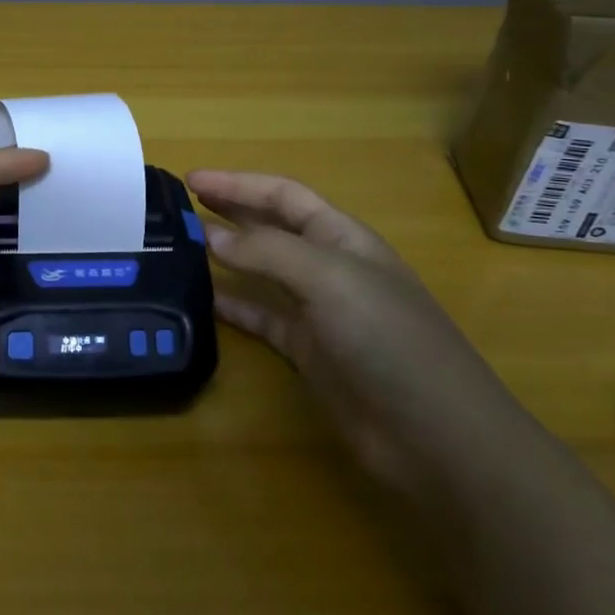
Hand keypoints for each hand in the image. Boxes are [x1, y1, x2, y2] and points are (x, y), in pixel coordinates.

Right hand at [189, 170, 532, 495]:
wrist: (435, 435)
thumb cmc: (387, 339)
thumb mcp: (328, 279)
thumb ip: (267, 252)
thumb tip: (211, 236)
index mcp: (342, 237)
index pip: (282, 195)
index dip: (238, 184)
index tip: (191, 179)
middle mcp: (329, 267)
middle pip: (271, 228)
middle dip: (230, 212)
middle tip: (179, 208)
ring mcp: (319, 311)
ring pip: (262, 272)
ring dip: (226, 257)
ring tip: (181, 248)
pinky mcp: (309, 352)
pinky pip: (262, 317)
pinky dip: (234, 306)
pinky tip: (204, 301)